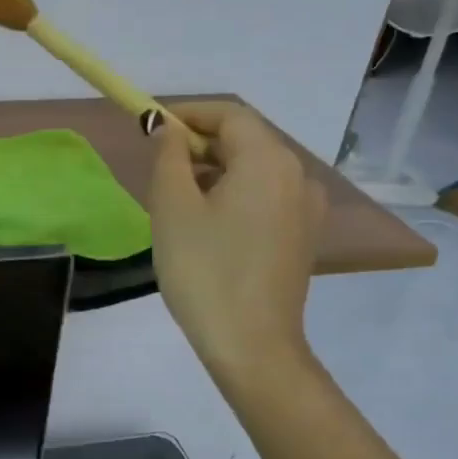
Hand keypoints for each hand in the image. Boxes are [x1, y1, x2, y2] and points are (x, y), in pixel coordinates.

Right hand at [148, 102, 325, 384]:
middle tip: (158, 168)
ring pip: (254, 170)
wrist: (250, 344)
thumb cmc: (204, 270)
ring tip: (177, 200)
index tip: (151, 126)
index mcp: (268, 160)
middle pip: (245, 140)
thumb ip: (168, 157)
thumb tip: (168, 130)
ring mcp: (306, 208)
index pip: (228, 115)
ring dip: (215, 171)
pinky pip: (266, 197)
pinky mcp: (303, 236)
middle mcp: (297, 175)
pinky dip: (234, 195)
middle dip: (199, 144)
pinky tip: (207, 225)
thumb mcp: (172, 208)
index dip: (187, 114)